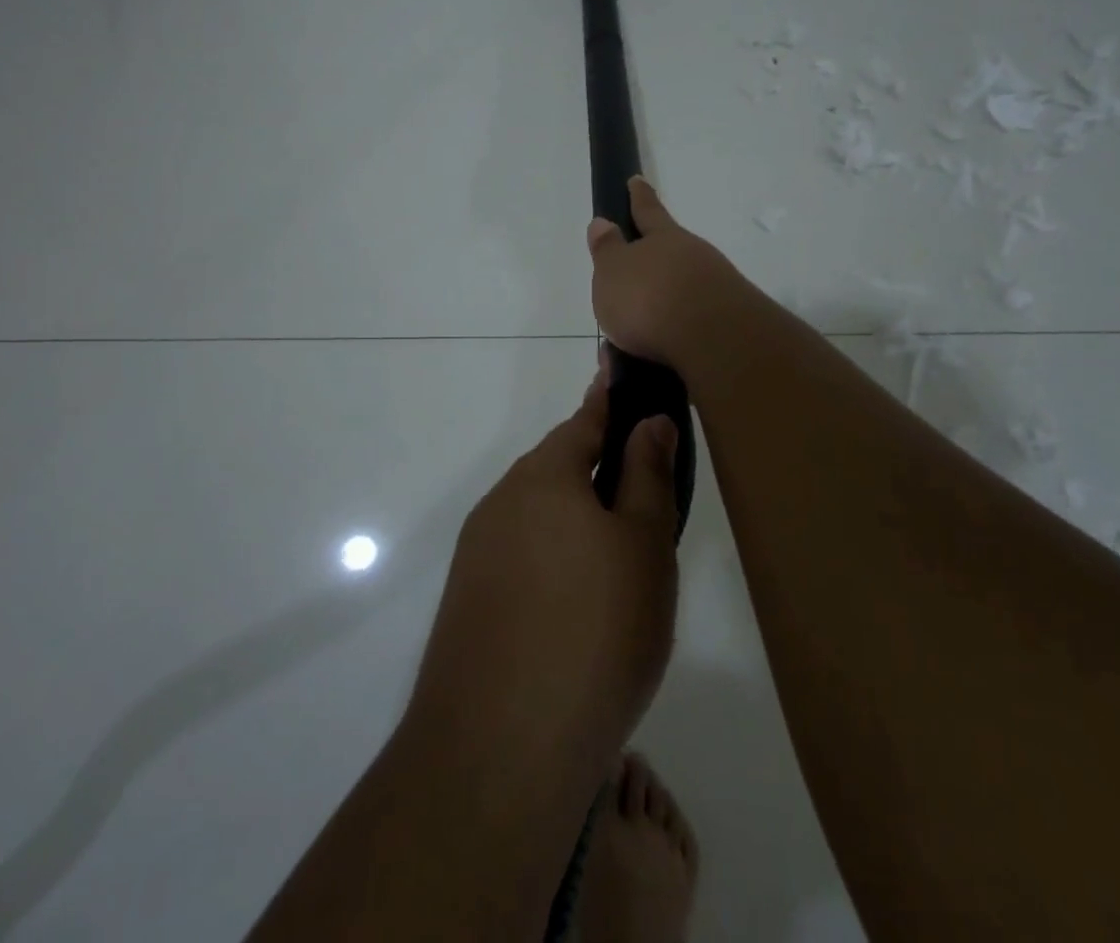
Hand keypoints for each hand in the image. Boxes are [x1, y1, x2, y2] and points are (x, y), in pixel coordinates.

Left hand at [407, 364, 680, 773]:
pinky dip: (552, 558)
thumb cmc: (595, 631)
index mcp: (544, 476)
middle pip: (558, 468)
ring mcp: (479, 551)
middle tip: (642, 489)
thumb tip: (650, 421)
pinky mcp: (469, 598)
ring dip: (574, 518)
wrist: (500, 746)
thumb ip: (648, 476)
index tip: (618, 372)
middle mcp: (503, 501)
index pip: (584, 421)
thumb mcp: (644, 547)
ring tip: (618, 555)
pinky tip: (575, 603)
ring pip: (538, 514)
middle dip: (596, 468)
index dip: (609, 400)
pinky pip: (520, 556)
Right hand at [587, 177, 750, 368]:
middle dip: (635, 291)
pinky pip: (678, 342)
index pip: (647, 210)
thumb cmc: (651, 297)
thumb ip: (607, 249)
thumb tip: (603, 223)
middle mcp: (693, 260)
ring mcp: (713, 295)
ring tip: (615, 364)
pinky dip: (655, 358)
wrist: (713, 342)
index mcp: (664, 239)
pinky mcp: (722, 331)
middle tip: (612, 315)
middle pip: (660, 268)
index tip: (636, 180)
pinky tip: (640, 376)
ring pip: (667, 311)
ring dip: (639, 336)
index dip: (639, 197)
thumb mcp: (613, 269)